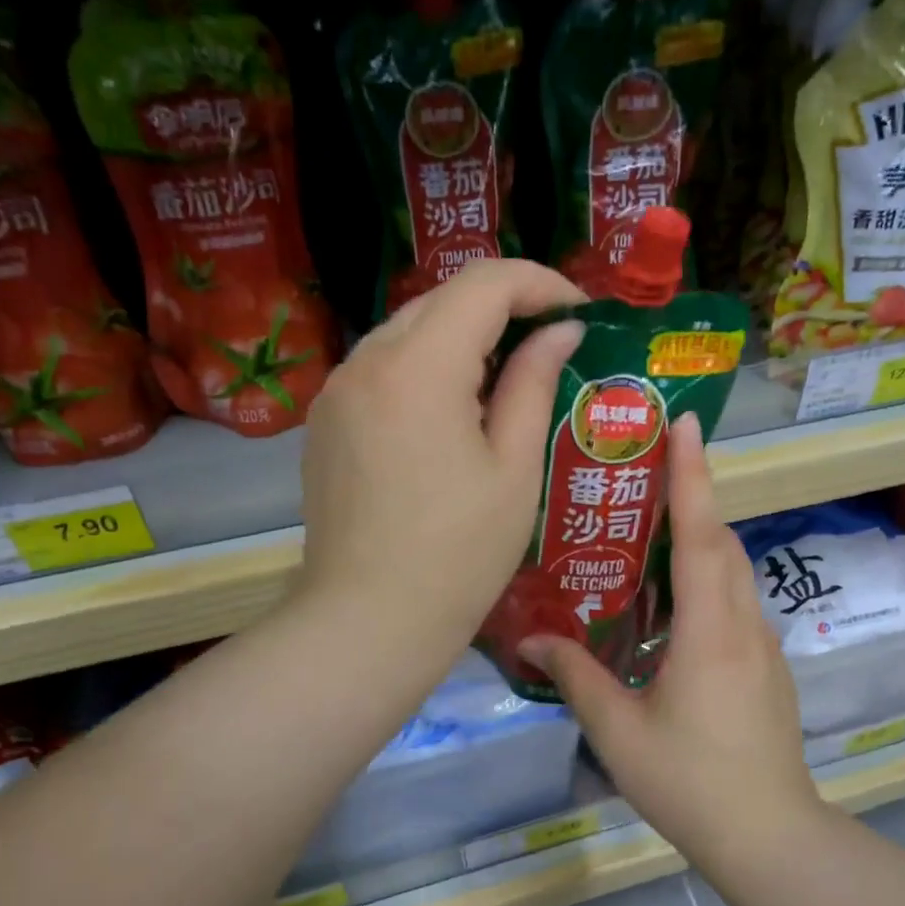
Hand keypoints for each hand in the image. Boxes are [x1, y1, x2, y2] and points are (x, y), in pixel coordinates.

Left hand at [299, 260, 585, 653]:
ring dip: (462, 336)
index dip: (540, 284)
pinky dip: (425, 367)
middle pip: (442, 299)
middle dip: (503, 306)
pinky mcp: (325, 420)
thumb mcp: (514, 468)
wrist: (368, 621)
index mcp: (419, 368)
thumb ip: (533, 384)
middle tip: (551, 342)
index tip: (579, 312)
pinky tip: (452, 409)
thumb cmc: (458, 554)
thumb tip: (560, 331)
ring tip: (506, 377)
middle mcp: (366, 361)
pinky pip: (382, 367)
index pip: (484, 284)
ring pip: (408, 329)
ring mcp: (336, 390)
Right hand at [519, 412, 819, 869]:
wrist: (771, 837)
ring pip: (734, 569)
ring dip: (703, 534)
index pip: (703, 534)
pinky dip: (709, 575)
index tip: (685, 424)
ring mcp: (762, 644)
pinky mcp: (766, 665)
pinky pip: (736, 599)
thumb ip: (575, 676)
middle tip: (655, 462)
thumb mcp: (619, 731)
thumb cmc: (691, 782)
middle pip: (723, 540)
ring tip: (657, 519)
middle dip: (695, 492)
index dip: (693, 475)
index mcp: (710, 629)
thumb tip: (528, 637)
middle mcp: (743, 623)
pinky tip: (674, 596)